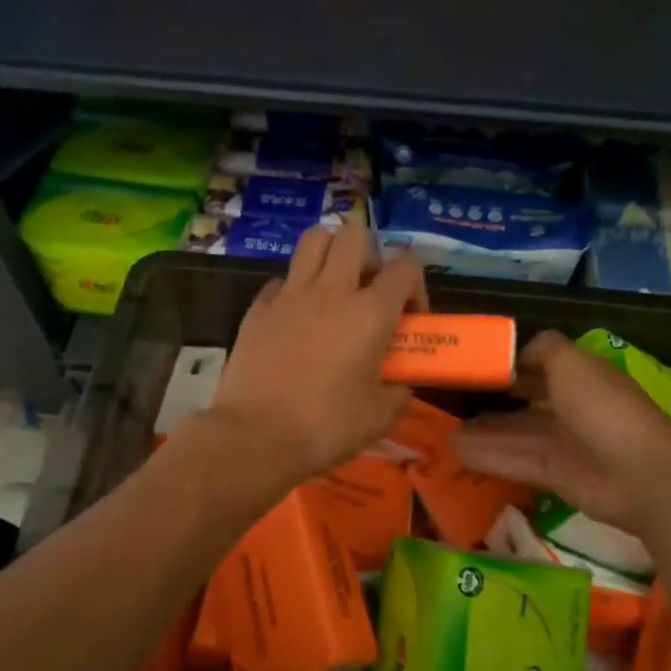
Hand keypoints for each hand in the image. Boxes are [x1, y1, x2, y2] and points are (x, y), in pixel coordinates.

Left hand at [205, 221, 427, 486]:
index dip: (415, 286)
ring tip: (334, 288)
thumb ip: (397, 391)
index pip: (405, 266)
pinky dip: (294, 288)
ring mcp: (290, 294)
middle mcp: (331, 291)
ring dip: (331, 254)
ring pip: (314, 239)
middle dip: (370, 255)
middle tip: (369, 291)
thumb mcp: (378, 417)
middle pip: (355, 234)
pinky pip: (282, 279)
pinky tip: (296, 317)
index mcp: (369, 313)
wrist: (255, 436)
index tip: (410, 318)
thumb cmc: (325, 427)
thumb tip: (399, 383)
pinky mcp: (258, 307)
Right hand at [452, 330, 670, 536]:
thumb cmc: (604, 408)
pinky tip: (457, 452)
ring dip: (482, 432)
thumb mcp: (571, 363)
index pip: (537, 365)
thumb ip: (543, 349)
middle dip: (490, 400)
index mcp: (578, 375)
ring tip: (443, 431)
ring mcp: (563, 443)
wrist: (640, 474)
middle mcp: (570, 407)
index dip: (507, 364)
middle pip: (523, 402)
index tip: (471, 365)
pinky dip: (488, 456)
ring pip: (514, 434)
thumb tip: (516, 351)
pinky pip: (515, 461)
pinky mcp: (555, 475)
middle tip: (448, 401)